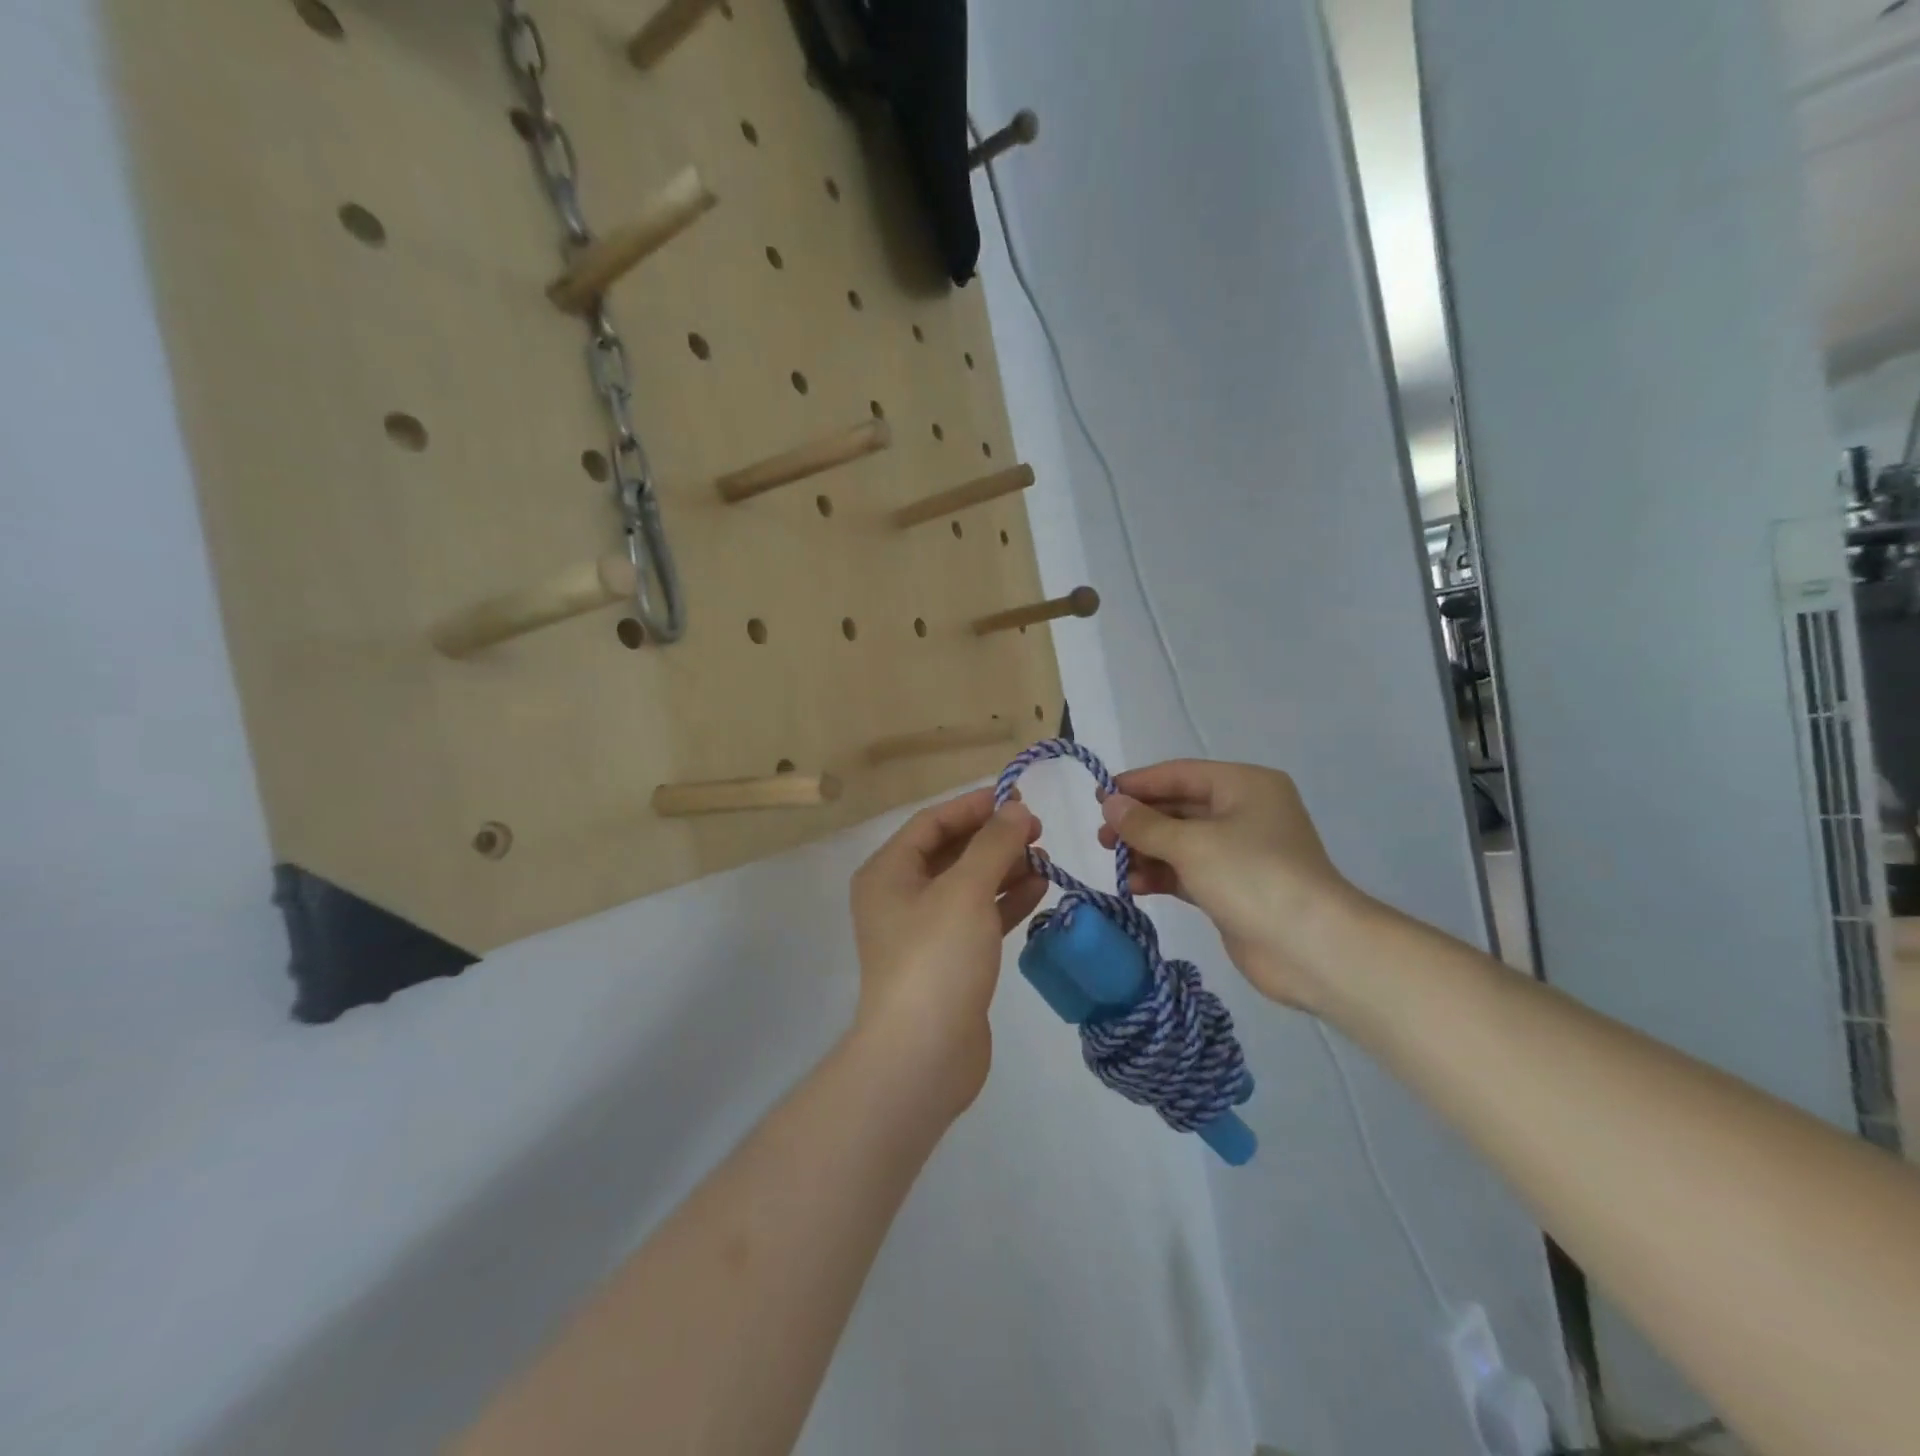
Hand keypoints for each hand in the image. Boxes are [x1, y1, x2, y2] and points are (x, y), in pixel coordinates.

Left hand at [849, 787, 1045, 1117]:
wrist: (923, 1054)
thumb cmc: (936, 957)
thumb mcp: (966, 890)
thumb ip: (993, 844)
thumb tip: (1015, 810)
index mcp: (888, 872)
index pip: (932, 822)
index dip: (974, 806)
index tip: (1017, 797)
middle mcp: (900, 896)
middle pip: (951, 852)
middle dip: (993, 838)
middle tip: (1037, 829)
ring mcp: (924, 931)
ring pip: (968, 885)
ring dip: (1004, 868)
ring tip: (1044, 857)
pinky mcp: (949, 960)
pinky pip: (979, 916)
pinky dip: (1006, 900)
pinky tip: (1039, 888)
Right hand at [1096, 760, 1363, 1010]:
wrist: (1311, 948)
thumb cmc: (1252, 877)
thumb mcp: (1191, 844)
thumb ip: (1145, 823)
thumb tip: (1109, 803)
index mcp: (1244, 786)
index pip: (1180, 774)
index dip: (1138, 784)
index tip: (1099, 796)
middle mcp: (1243, 812)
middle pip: (1179, 808)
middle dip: (1139, 822)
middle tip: (1102, 837)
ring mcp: (1240, 853)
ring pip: (1180, 842)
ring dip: (1146, 851)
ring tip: (1115, 864)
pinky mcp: (1232, 888)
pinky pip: (1187, 872)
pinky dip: (1161, 875)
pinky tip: (1134, 886)